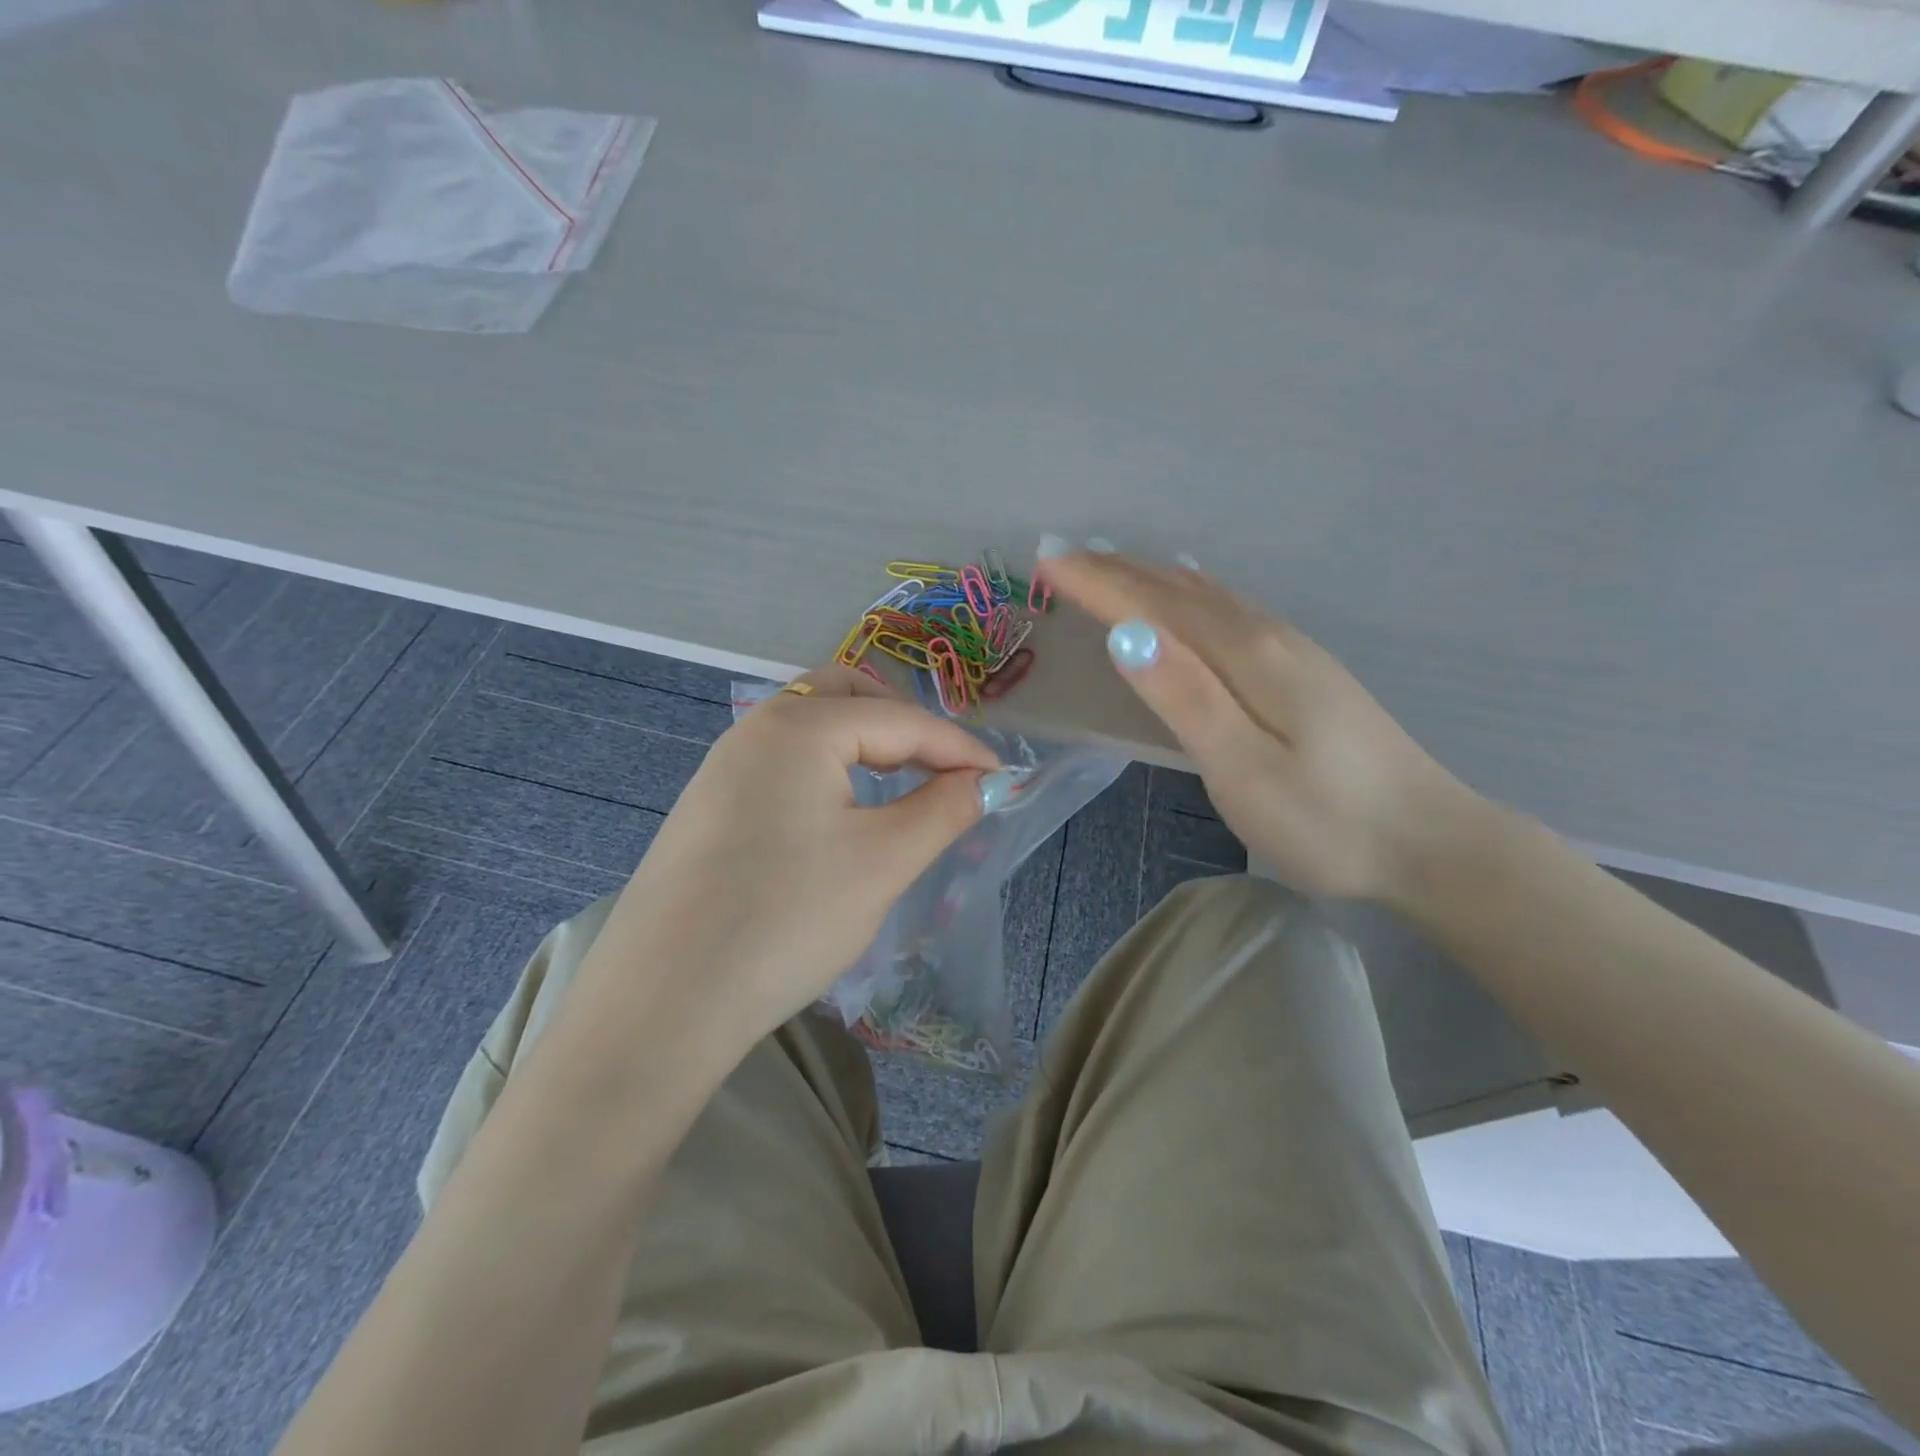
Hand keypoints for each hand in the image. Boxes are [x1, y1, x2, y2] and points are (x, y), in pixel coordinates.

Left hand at [601, 666, 999, 1046]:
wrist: (662, 1004)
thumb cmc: (786, 920)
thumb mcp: (883, 863)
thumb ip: (943, 809)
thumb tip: (984, 782)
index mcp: (799, 726)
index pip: (901, 720)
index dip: (960, 748)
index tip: (1003, 779)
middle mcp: (755, 728)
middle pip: (847, 697)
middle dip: (903, 724)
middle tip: (942, 769)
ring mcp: (723, 766)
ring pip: (810, 728)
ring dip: (863, 744)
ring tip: (900, 785)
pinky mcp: (708, 805)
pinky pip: (782, 763)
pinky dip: (826, 770)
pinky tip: (839, 814)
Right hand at [1037, 551, 1479, 902]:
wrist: (1431, 843)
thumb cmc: (1326, 821)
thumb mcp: (1243, 768)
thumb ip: (1185, 697)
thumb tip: (1126, 633)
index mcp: (1248, 657)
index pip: (1157, 606)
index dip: (1099, 584)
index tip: (1048, 564)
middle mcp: (1269, 638)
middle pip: (1181, 591)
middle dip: (1119, 572)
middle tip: (1064, 558)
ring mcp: (1293, 651)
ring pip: (1209, 596)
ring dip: (1153, 577)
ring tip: (1112, 565)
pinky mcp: (1306, 671)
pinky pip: (1232, 610)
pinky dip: (1193, 593)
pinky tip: (1194, 592)